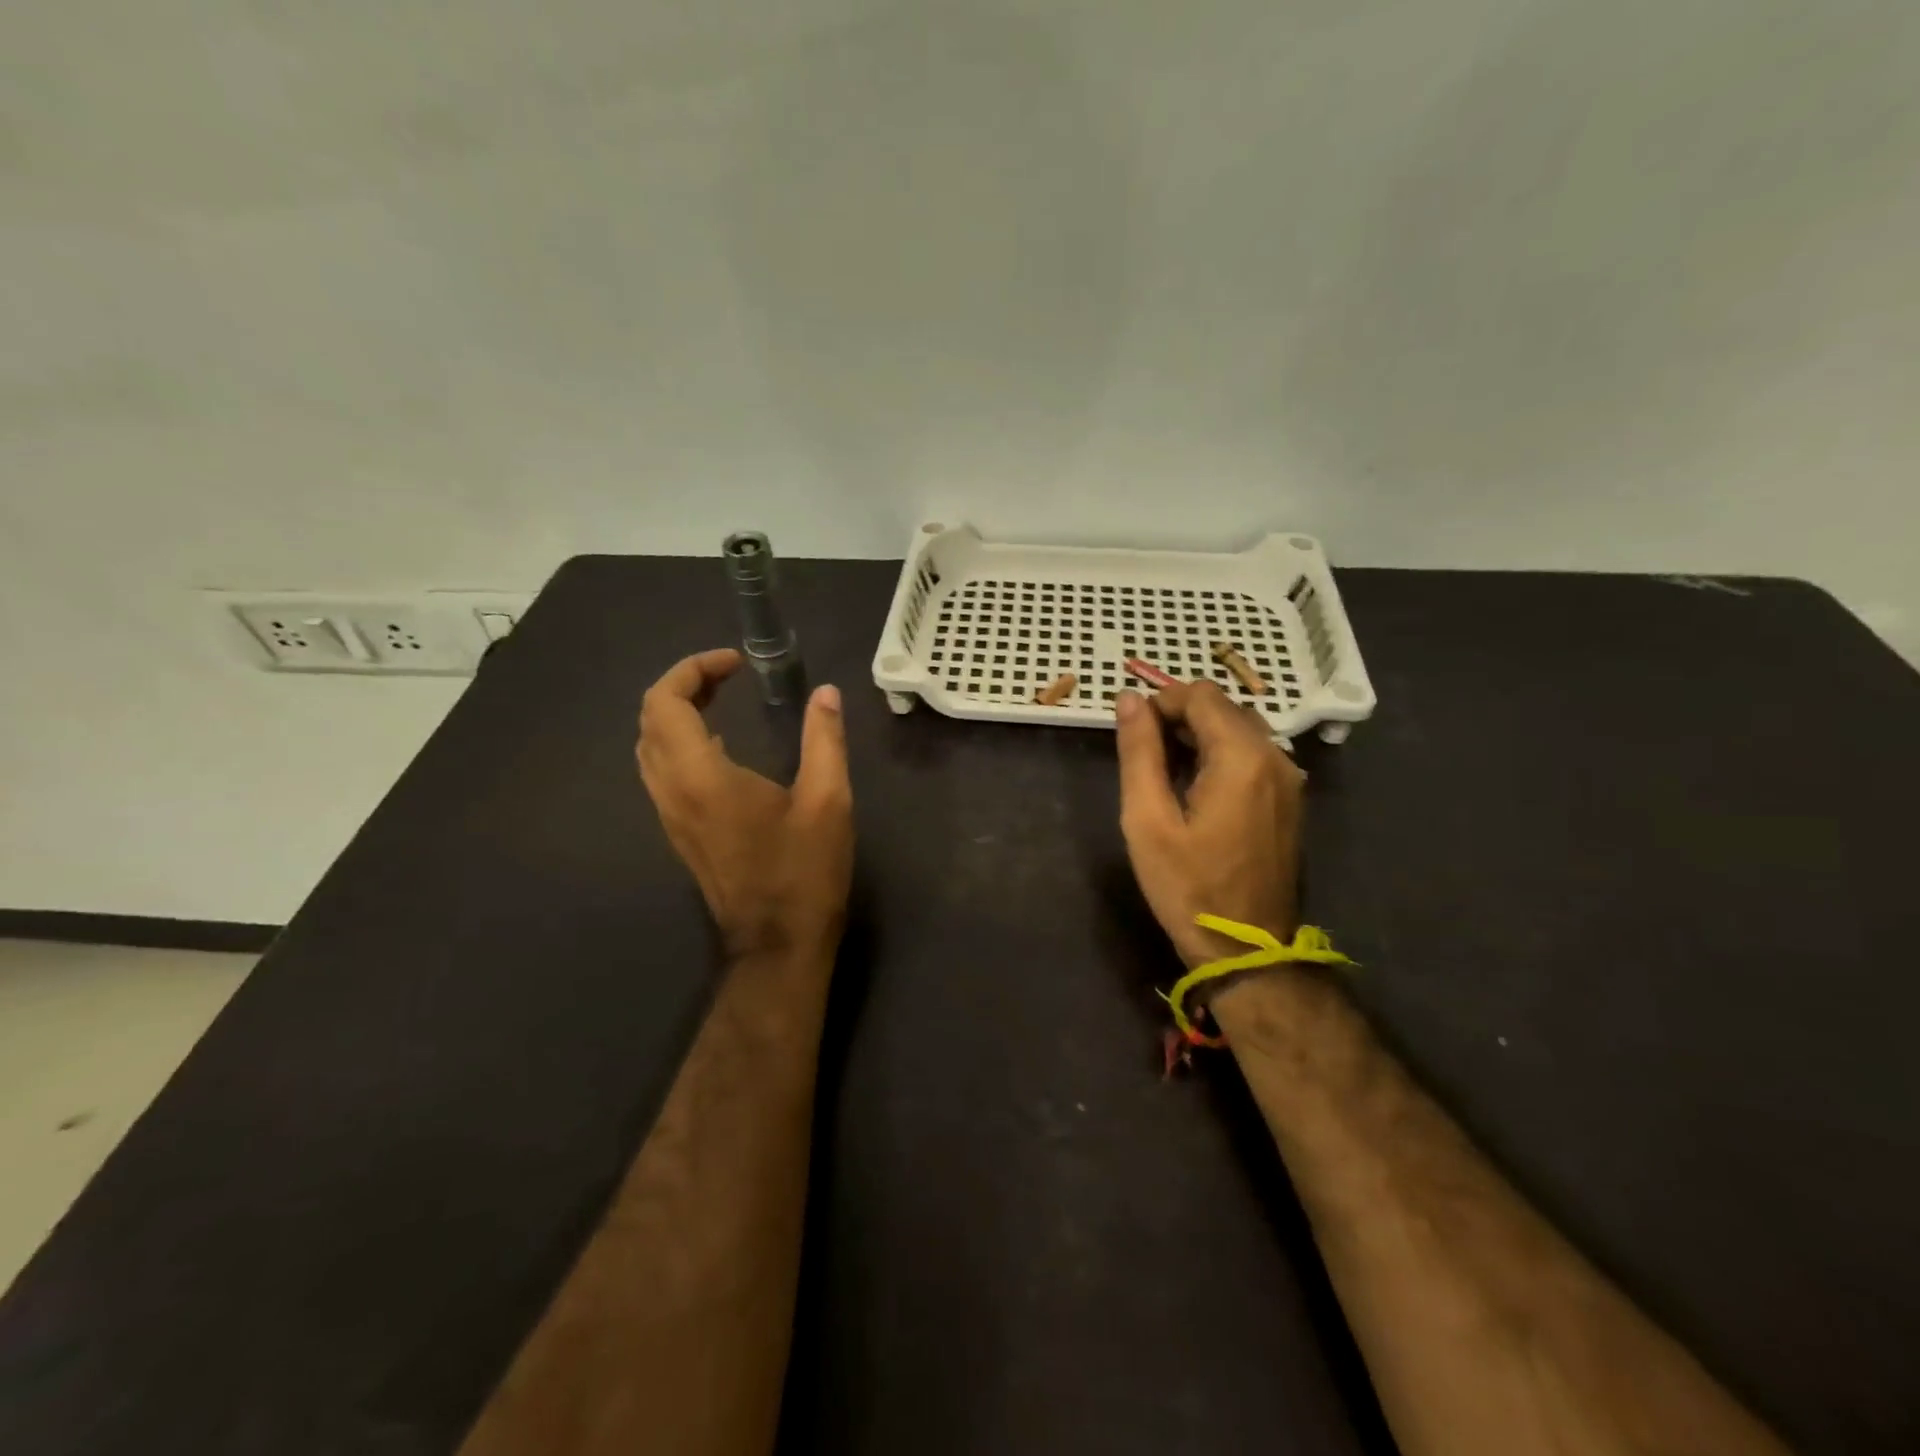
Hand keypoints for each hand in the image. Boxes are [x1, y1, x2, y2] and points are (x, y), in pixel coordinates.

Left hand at [637, 649, 854, 960]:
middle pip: (649, 720)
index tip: (735, 663)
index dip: (692, 669)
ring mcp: (670, 815)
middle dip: (683, 685)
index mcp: (702, 777)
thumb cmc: (804, 872)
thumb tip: (826, 693)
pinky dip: (679, 741)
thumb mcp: (828, 801)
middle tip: (729, 676)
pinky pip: (660, 771)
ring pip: (648, 747)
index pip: (664, 703)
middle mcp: (672, 791)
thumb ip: (824, 740)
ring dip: (676, 713)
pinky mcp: (679, 831)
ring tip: (722, 700)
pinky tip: (721, 745)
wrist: (778, 943)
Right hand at [1114, 682, 1305, 968]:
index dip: (1161, 702)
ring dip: (1201, 736)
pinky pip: (1254, 756)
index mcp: (1243, 757)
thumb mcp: (1147, 819)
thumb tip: (1129, 699)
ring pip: (1240, 730)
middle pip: (1224, 708)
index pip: (1201, 695)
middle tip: (1145, 756)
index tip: (1133, 733)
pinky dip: (1222, 756)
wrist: (1246, 951)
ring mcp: (1290, 780)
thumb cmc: (1188, 887)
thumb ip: (1139, 752)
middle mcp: (1276, 758)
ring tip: (1166, 773)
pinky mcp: (1291, 801)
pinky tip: (1197, 790)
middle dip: (1180, 717)